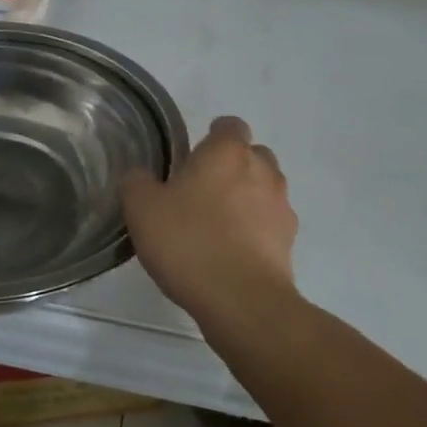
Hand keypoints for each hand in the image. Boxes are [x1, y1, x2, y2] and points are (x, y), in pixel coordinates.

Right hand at [121, 116, 298, 330]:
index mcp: (227, 151)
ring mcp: (281, 206)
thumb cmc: (189, 241)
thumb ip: (137, 183)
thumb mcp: (142, 209)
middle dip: (231, 167)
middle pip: (251, 155)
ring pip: (264, 189)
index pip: (229, 125)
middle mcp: (262, 170)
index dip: (212, 136)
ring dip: (245, 199)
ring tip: (216, 226)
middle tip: (200, 191)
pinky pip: (270, 224)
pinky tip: (231, 253)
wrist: (241, 301)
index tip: (192, 157)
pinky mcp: (289, 242)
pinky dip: (255, 230)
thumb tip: (140, 176)